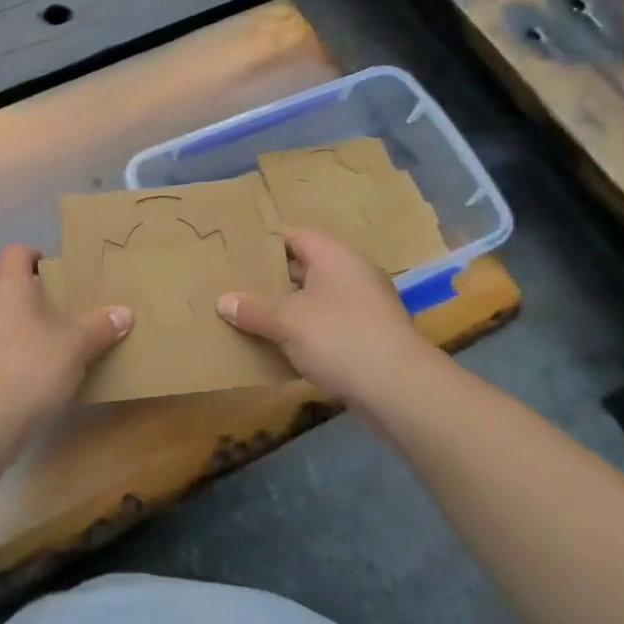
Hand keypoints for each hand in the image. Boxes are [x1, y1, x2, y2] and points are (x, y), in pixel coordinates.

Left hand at [0, 245, 132, 429]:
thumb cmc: (30, 366)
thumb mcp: (76, 344)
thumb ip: (100, 325)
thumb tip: (124, 312)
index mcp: (7, 285)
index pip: (17, 252)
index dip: (39, 256)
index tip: (63, 274)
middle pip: (11, 287)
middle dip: (40, 297)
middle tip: (70, 311)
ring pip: (3, 318)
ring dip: (27, 327)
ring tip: (58, 344)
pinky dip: (15, 352)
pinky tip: (38, 374)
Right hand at [216, 226, 444, 410]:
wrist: (399, 388)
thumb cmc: (339, 337)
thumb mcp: (286, 320)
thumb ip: (253, 308)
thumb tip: (224, 301)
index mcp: (334, 256)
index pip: (293, 235)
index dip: (263, 241)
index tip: (234, 250)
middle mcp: (351, 273)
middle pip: (304, 266)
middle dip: (271, 276)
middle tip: (235, 283)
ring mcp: (363, 305)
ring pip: (315, 297)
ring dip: (287, 306)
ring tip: (250, 314)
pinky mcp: (368, 335)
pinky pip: (327, 323)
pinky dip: (304, 330)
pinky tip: (280, 345)